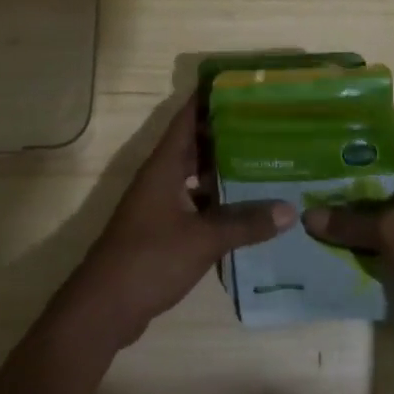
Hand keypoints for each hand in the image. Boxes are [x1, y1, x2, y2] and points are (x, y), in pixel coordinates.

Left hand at [62, 97, 291, 348]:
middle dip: (226, 134)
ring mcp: (159, 205)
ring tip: (264, 162)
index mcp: (163, 167)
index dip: (208, 99)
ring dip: (223, 170)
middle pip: (194, 146)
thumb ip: (245, 223)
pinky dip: (217, 203)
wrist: (104, 307)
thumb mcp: (203, 239)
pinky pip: (194, 204)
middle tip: (266, 125)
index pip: (186, 119)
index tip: (240, 86)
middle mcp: (160, 178)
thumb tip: (289, 210)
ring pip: (195, 177)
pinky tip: (246, 210)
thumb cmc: (149, 259)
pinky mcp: (162, 230)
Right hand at [303, 112, 393, 356]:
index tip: (325, 117)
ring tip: (306, 189)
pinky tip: (325, 229)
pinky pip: (382, 225)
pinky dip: (358, 225)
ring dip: (348, 196)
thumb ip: (349, 222)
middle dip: (345, 159)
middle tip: (304, 156)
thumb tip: (306, 216)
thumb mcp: (393, 235)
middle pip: (382, 160)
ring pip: (379, 195)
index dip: (363, 117)